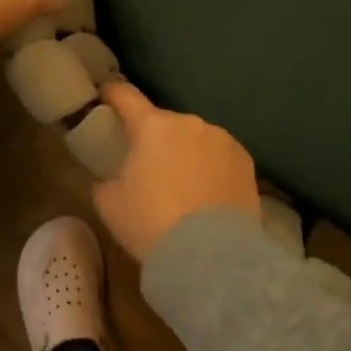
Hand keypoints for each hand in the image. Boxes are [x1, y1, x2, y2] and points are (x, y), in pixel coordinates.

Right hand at [92, 82, 259, 261]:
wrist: (211, 256)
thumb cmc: (151, 223)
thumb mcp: (109, 203)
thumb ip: (104, 179)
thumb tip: (110, 177)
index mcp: (152, 126)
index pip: (125, 96)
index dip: (111, 94)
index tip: (104, 97)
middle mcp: (190, 123)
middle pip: (163, 123)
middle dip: (153, 138)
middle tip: (146, 167)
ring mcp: (223, 140)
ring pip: (194, 139)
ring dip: (185, 153)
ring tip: (182, 186)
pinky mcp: (246, 162)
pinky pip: (219, 157)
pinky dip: (210, 168)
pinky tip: (206, 196)